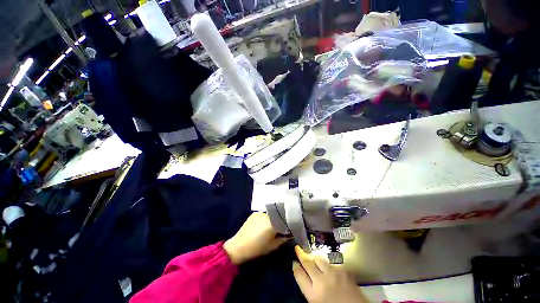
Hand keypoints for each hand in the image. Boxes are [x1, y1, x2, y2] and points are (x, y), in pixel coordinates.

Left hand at [224, 212, 286, 264]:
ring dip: (274, 219)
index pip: (285, 220)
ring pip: (271, 215)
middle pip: (278, 216)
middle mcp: (267, 215)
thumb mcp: (273, 246)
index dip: (289, 223)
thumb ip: (284, 239)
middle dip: (281, 221)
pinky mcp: (254, 214)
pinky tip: (263, 225)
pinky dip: (266, 219)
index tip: (291, 228)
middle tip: (282, 228)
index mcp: (273, 223)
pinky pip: (264, 214)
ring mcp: (260, 213)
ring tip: (272, 226)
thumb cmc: (257, 249)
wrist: (238, 247)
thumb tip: (290, 234)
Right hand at [293, 246, 366, 302]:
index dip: (295, 267)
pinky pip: (331, 263)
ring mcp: (333, 274)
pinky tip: (330, 269)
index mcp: (313, 294)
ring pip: (318, 259)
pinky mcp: (343, 270)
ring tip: (313, 259)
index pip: (299, 275)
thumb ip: (309, 290)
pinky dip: (328, 265)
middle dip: (301, 255)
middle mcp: (321, 281)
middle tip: (297, 248)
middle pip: (307, 263)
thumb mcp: (317, 302)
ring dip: (314, 259)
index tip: (294, 262)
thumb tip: (303, 275)